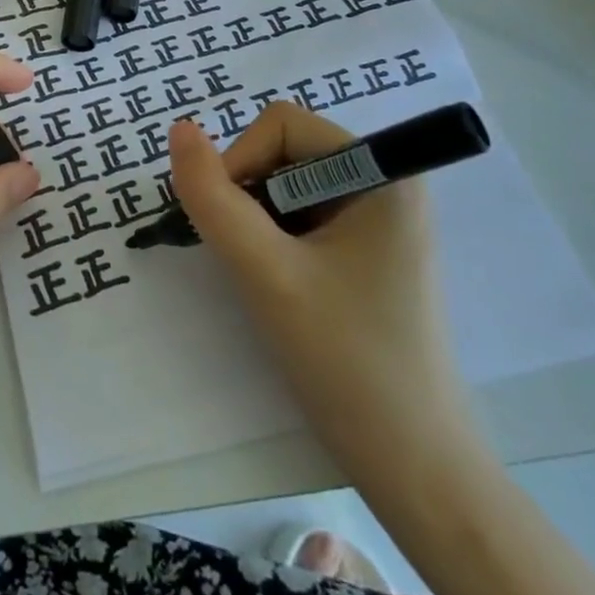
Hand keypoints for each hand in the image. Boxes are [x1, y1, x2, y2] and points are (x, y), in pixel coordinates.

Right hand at [167, 105, 474, 470]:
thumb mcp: (266, 274)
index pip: (282, 126)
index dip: (240, 162)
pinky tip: (285, 287)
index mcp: (384, 172)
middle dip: (250, 195)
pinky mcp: (373, 249)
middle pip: (286, 151)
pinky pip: (306, 215)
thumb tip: (179, 129)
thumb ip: (213, 199)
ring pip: (290, 185)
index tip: (231, 227)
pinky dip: (278, 239)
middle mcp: (389, 182)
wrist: (415, 468)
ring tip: (268, 278)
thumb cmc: (346, 361)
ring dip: (260, 220)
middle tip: (248, 258)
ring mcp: (383, 217)